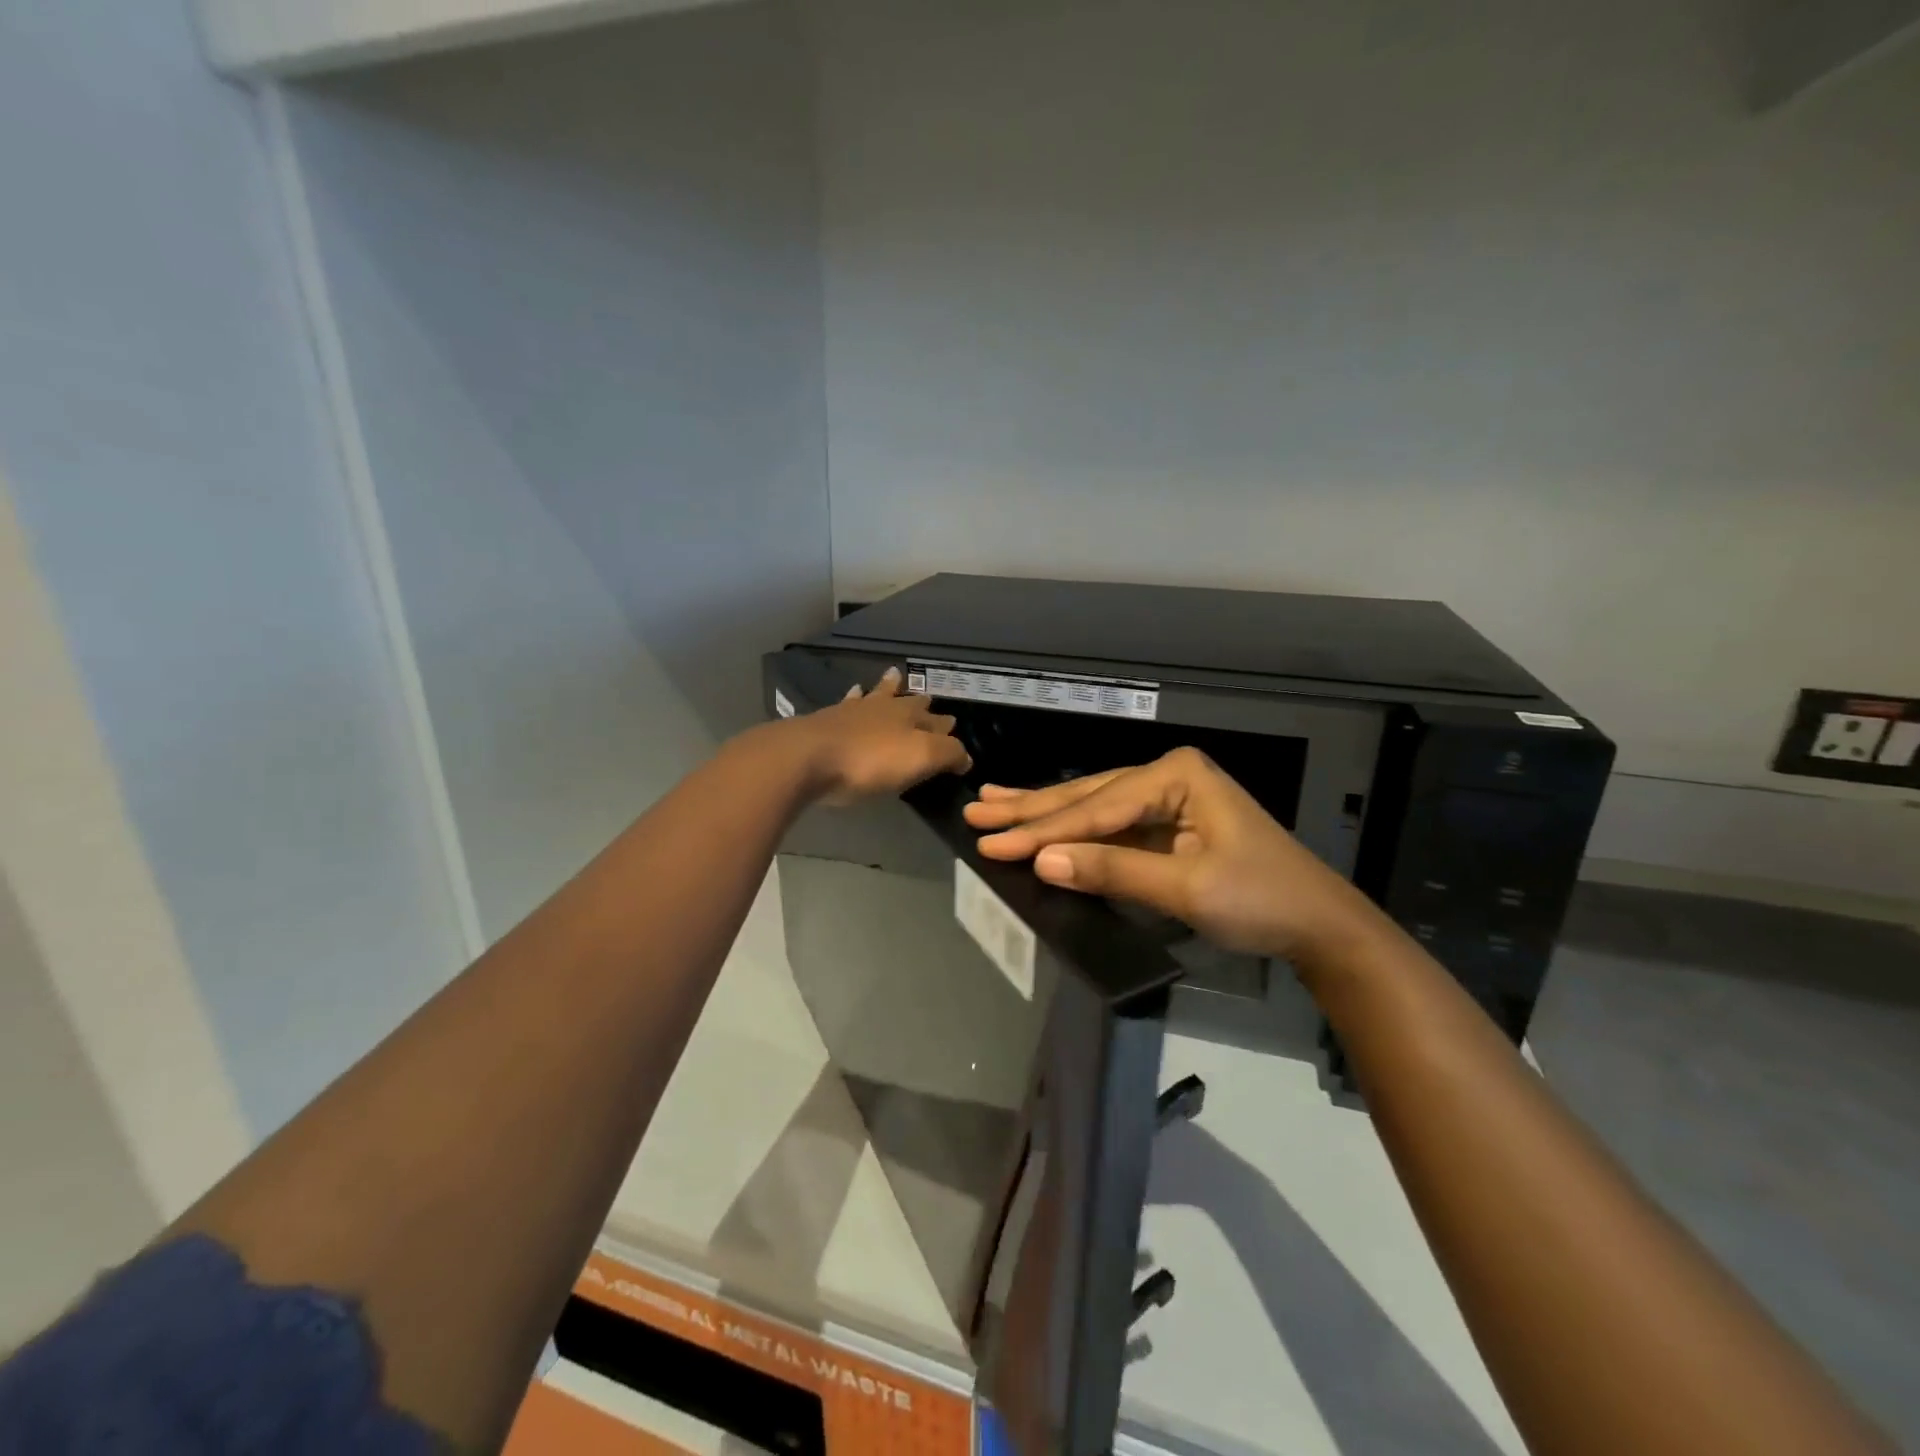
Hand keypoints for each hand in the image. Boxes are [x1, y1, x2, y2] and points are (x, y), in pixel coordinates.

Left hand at [793, 667, 972, 804]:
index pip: (937, 721)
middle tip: (927, 696)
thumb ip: (948, 754)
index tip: (954, 726)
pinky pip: (848, 704)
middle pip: (907, 702)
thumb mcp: (921, 758)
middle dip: (919, 701)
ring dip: (886, 688)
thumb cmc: (870, 761)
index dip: (947, 727)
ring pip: (876, 695)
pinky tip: (852, 695)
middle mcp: (884, 709)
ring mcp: (853, 712)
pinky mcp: (827, 721)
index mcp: (910, 718)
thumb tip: (966, 756)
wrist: (809, 757)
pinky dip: (854, 699)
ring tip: (893, 676)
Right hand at [964, 746, 1381, 962]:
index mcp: (1176, 776)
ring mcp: (1166, 800)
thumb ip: (1113, 871)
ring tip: (994, 803)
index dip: (1043, 830)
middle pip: (1088, 796)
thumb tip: (1043, 861)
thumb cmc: (1261, 900)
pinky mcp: (1165, 827)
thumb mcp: (1186, 889)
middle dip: (1032, 808)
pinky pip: (1109, 827)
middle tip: (977, 809)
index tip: (990, 842)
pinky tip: (1041, 825)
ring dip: (1044, 811)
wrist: (1318, 925)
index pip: (1097, 807)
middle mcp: (1167, 777)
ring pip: (1094, 807)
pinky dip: (1073, 832)